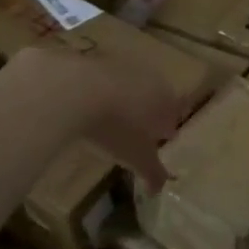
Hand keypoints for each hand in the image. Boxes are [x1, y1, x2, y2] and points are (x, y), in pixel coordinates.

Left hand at [8, 46, 184, 189]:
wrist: (76, 90)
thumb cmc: (118, 128)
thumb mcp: (137, 158)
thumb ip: (152, 173)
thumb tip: (159, 189)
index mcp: (167, 102)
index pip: (172, 118)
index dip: (163, 133)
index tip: (152, 145)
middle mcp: (151, 79)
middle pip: (152, 98)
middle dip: (144, 115)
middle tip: (128, 134)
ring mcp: (122, 64)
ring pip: (127, 85)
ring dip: (120, 100)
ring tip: (103, 121)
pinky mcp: (95, 58)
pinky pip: (101, 78)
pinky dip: (96, 91)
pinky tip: (82, 106)